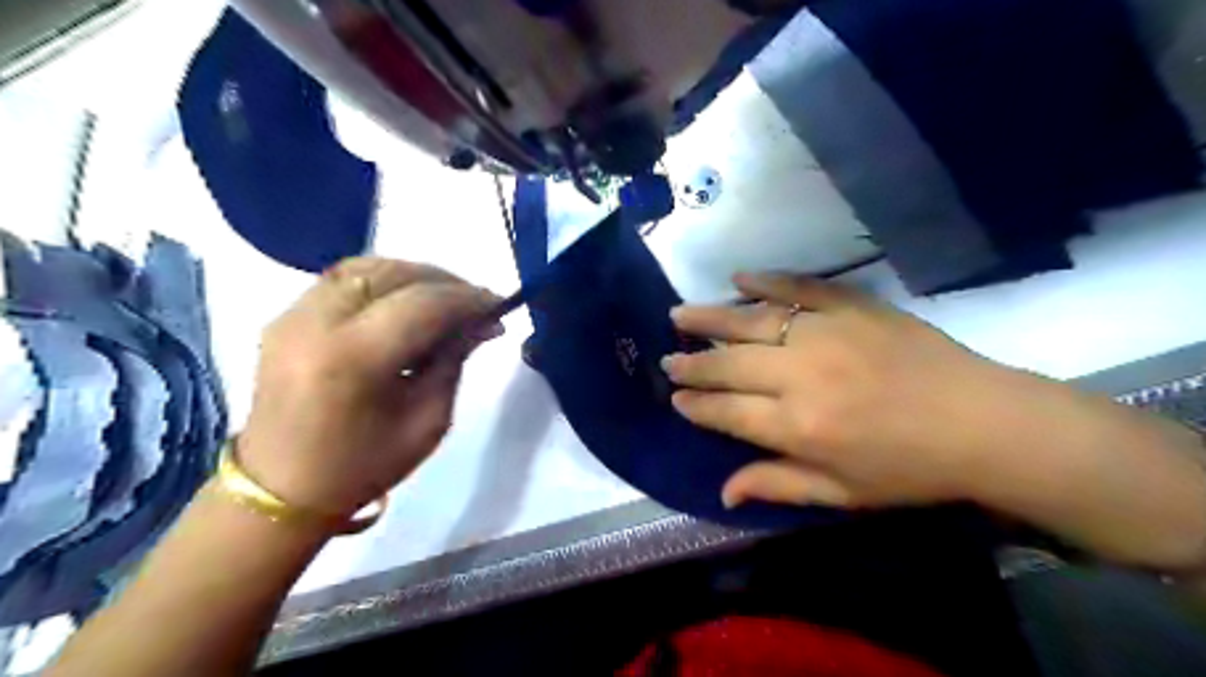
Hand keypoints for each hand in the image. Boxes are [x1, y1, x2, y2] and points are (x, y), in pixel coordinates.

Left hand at [238, 257, 502, 517]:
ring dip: (414, 275)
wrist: (282, 490)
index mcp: (353, 360)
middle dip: (445, 282)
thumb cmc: (364, 466)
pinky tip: (405, 301)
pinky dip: (383, 280)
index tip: (498, 305)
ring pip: (366, 266)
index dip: (468, 299)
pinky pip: (342, 279)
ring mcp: (292, 315)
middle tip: (476, 302)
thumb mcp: (428, 420)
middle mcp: (316, 323)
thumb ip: (454, 360)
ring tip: (445, 298)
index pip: (424, 304)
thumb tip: (483, 322)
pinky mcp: (284, 316)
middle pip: (393, 274)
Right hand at [665, 273, 1041, 509]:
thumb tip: (723, 491)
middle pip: (730, 365)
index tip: (676, 397)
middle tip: (668, 357)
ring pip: (752, 323)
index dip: (697, 404)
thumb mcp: (842, 494)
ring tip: (679, 314)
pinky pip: (800, 288)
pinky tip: (739, 278)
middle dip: (693, 363)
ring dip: (710, 319)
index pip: (727, 412)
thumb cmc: (909, 468)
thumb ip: (778, 485)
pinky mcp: (852, 306)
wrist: (984, 423)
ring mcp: (826, 335)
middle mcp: (801, 376)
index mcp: (798, 427)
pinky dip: (767, 281)